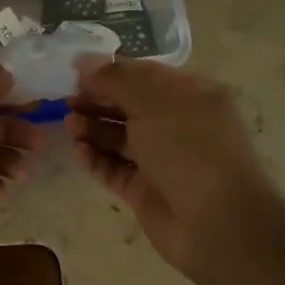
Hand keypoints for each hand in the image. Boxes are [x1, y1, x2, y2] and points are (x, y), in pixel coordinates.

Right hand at [67, 58, 284, 284]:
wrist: (218, 224)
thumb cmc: (190, 149)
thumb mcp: (153, 101)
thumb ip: (116, 78)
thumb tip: (84, 60)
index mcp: (191, 95)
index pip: (145, 74)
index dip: (111, 71)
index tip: (76, 72)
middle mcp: (178, 124)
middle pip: (130, 105)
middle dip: (98, 100)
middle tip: (67, 99)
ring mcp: (162, 160)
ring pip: (120, 137)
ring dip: (93, 128)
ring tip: (68, 124)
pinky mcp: (146, 190)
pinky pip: (115, 168)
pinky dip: (96, 159)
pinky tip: (77, 151)